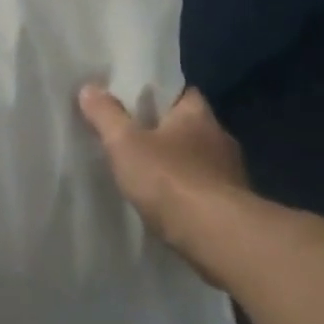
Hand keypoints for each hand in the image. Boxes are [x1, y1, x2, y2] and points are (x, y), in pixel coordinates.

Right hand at [78, 85, 250, 277]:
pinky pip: (206, 190)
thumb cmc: (170, 179)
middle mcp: (220, 136)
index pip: (181, 92)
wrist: (217, 236)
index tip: (136, 103)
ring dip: (180, 165)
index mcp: (197, 113)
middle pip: (190, 126)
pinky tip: (171, 204)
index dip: (158, 95)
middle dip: (167, 132)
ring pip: (199, 160)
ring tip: (151, 175)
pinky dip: (190, 193)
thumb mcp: (125, 143)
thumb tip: (89, 87)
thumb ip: (106, 115)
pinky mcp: (235, 205)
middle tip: (135, 139)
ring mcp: (232, 172)